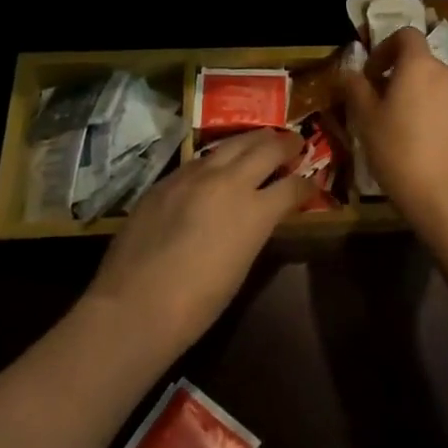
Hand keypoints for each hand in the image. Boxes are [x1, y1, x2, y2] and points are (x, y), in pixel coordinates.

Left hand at [84, 129, 312, 356]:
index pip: (293, 186)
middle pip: (267, 148)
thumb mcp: (241, 264)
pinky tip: (218, 164)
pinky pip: (201, 159)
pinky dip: (219, 158)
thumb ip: (255, 229)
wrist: (134, 306)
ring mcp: (195, 175)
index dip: (308, 184)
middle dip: (287, 144)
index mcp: (255, 210)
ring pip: (233, 143)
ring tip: (264, 141)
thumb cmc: (197, 304)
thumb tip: (260, 214)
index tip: (313, 183)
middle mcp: (229, 181)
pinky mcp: (168, 179)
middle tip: (297, 143)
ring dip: (254, 141)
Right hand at [341, 28, 447, 235]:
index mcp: (420, 66)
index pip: (406, 35)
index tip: (374, 75)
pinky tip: (436, 151)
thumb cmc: (400, 154)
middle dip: (405, 80)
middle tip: (387, 110)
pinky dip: (447, 122)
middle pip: (425, 65)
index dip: (386, 48)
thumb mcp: (366, 122)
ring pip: (444, 90)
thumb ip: (357, 89)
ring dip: (427, 101)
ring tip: (412, 133)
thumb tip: (350, 72)